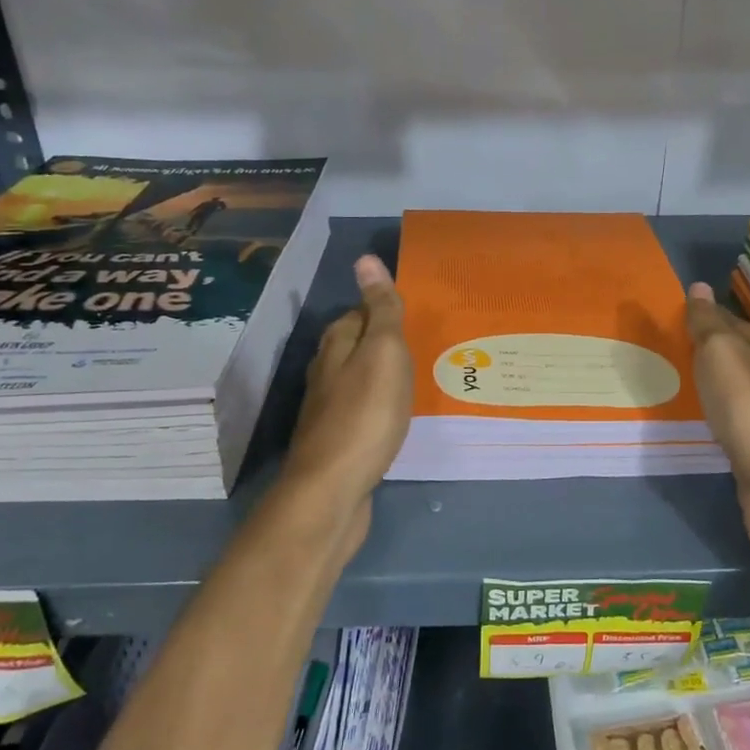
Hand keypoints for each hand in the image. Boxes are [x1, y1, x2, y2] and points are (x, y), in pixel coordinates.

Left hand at [278, 255, 412, 554]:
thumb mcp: (383, 353)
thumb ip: (381, 310)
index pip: (360, 312)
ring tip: (416, 380)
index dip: (384, 310)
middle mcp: (326, 372)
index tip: (415, 317)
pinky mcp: (336, 442)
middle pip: (355, 346)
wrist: (333, 490)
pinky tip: (394, 419)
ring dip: (382, 377)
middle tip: (423, 347)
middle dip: (384, 343)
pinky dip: (379, 408)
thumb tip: (365, 259)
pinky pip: (362, 412)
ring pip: (358, 379)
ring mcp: (328, 410)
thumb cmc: (365, 415)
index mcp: (336, 346)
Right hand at [686, 283, 749, 613]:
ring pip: (728, 391)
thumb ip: (708, 324)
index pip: (731, 324)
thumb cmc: (748, 407)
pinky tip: (693, 420)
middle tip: (666, 344)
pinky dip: (709, 417)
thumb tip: (700, 286)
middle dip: (705, 349)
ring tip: (671, 378)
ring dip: (707, 384)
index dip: (707, 316)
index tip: (676, 311)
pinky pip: (725, 425)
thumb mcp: (722, 353)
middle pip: (732, 358)